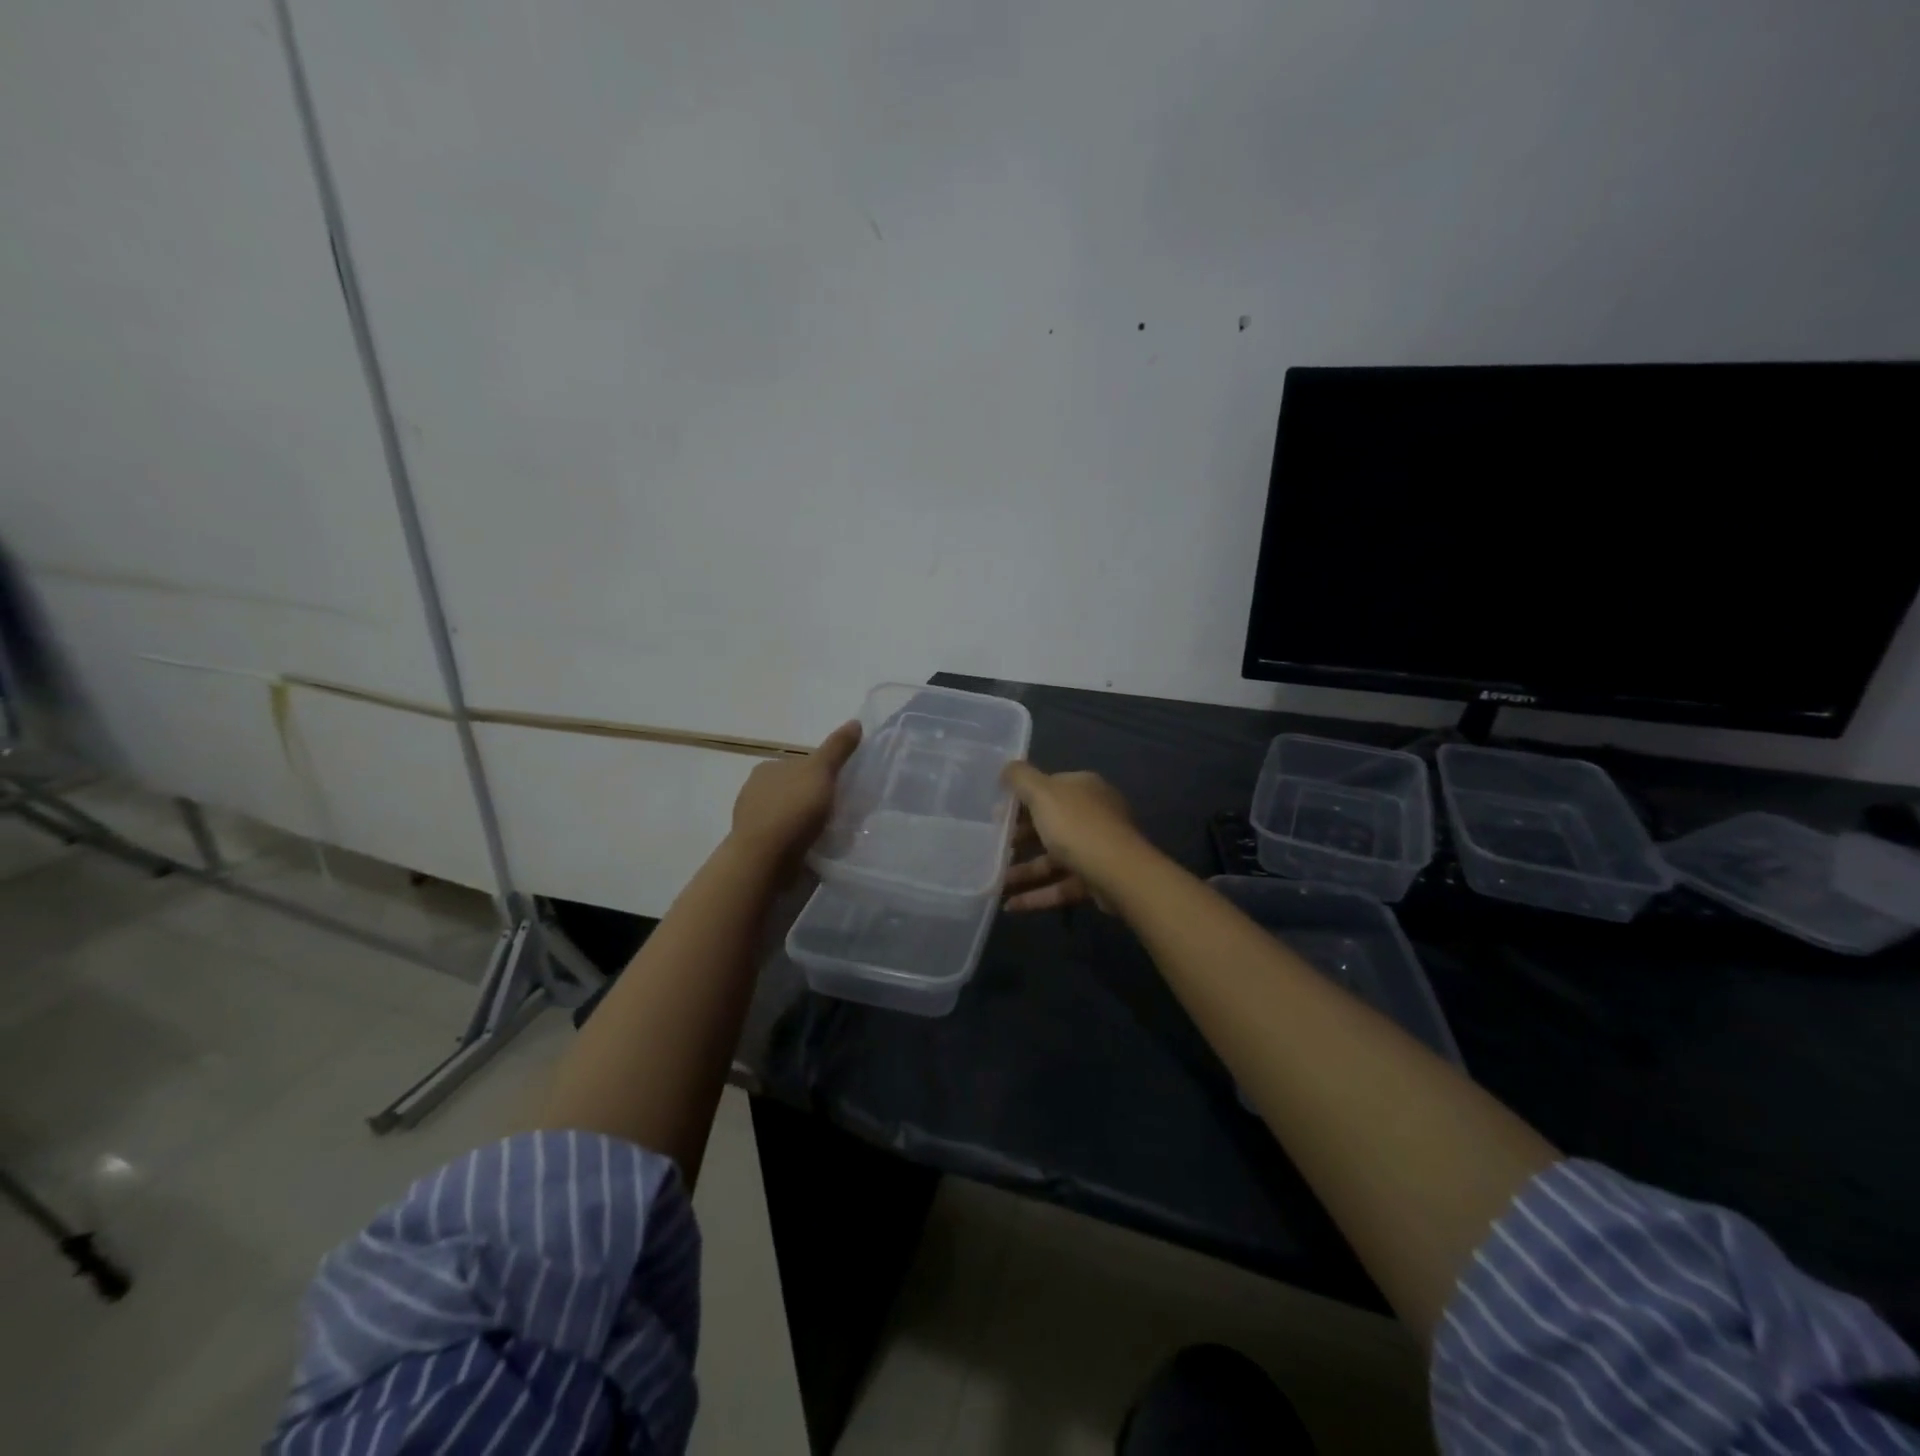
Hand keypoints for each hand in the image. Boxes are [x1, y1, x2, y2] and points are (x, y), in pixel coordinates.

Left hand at [730, 721, 861, 871]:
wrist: (764, 860)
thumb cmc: (792, 810)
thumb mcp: (821, 772)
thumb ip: (837, 748)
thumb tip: (855, 722)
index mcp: (767, 768)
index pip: (801, 764)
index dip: (822, 773)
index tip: (841, 787)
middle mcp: (755, 791)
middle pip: (796, 790)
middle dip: (815, 799)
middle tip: (841, 811)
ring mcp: (754, 821)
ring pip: (790, 816)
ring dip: (808, 823)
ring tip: (832, 833)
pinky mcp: (758, 848)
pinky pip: (786, 839)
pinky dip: (800, 841)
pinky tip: (815, 848)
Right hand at [1000, 763, 1142, 911]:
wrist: (1119, 874)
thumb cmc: (1076, 826)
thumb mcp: (1042, 793)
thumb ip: (1021, 777)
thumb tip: (1007, 768)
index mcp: (1083, 788)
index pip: (1048, 788)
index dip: (1020, 800)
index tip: (996, 814)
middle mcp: (1093, 815)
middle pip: (1049, 824)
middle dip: (1019, 838)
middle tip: (993, 847)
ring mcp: (1096, 849)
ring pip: (1053, 858)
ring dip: (1024, 870)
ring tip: (996, 881)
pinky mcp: (1095, 880)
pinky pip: (1060, 885)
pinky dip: (1036, 895)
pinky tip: (1011, 905)